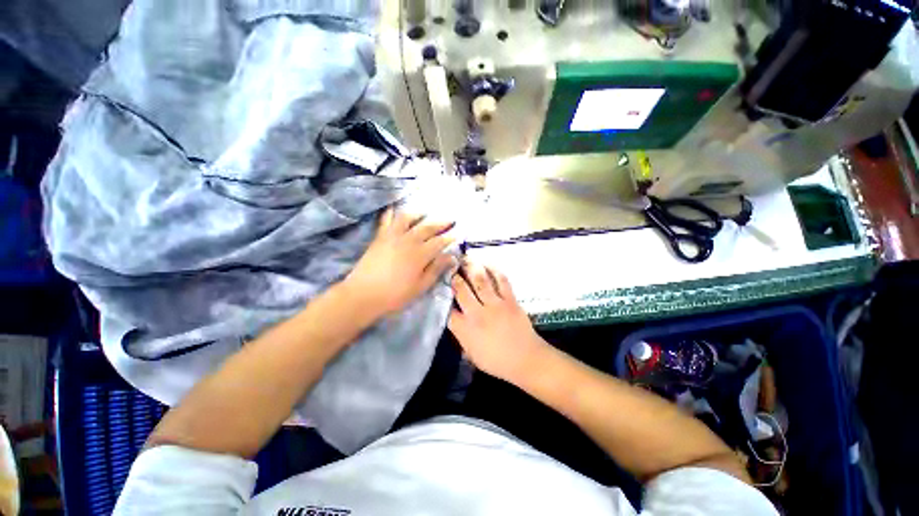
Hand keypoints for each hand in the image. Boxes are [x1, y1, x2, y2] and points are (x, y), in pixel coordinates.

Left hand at [345, 208, 456, 319]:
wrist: (363, 294)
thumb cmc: (396, 294)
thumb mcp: (421, 285)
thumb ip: (436, 269)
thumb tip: (452, 257)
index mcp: (421, 254)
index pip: (440, 242)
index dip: (450, 237)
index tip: (458, 233)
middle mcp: (409, 240)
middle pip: (428, 227)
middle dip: (441, 223)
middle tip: (451, 218)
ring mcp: (393, 236)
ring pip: (408, 218)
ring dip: (418, 213)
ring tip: (425, 212)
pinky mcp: (380, 237)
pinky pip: (386, 220)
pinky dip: (390, 212)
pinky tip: (393, 207)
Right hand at [448, 263, 548, 382]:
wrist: (526, 359)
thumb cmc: (497, 361)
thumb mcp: (472, 355)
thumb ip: (461, 337)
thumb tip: (455, 321)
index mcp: (466, 329)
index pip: (448, 310)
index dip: (442, 298)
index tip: (440, 289)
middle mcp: (478, 313)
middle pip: (461, 290)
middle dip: (454, 277)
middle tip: (450, 267)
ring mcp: (495, 304)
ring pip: (480, 281)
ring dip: (471, 268)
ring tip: (466, 258)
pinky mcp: (509, 300)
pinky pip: (501, 281)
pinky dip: (494, 270)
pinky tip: (488, 263)